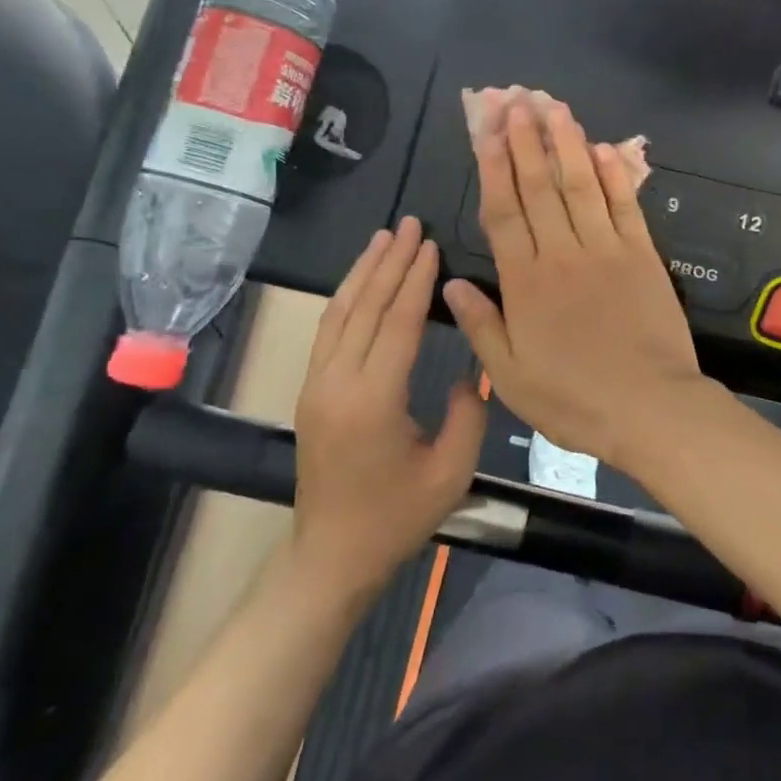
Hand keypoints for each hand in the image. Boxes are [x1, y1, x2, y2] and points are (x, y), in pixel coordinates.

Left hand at [288, 218, 485, 598]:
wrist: (331, 555)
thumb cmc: (396, 518)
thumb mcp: (450, 473)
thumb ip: (468, 414)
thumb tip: (468, 371)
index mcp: (373, 401)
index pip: (397, 324)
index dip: (415, 281)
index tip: (430, 245)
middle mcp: (337, 383)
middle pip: (366, 308)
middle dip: (390, 263)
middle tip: (409, 224)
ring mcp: (317, 385)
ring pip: (339, 313)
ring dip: (363, 272)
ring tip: (383, 238)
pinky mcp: (312, 391)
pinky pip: (329, 331)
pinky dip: (346, 297)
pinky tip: (361, 280)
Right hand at [442, 101, 713, 466]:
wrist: (649, 407)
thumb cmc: (574, 399)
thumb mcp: (511, 377)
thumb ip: (481, 326)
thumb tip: (450, 284)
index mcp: (526, 283)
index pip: (503, 212)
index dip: (492, 167)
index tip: (485, 130)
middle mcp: (562, 254)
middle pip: (539, 187)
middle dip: (524, 140)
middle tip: (514, 100)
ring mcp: (606, 250)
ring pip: (581, 186)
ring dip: (566, 144)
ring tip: (553, 107)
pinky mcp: (642, 255)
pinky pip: (625, 206)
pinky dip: (613, 175)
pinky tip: (601, 148)